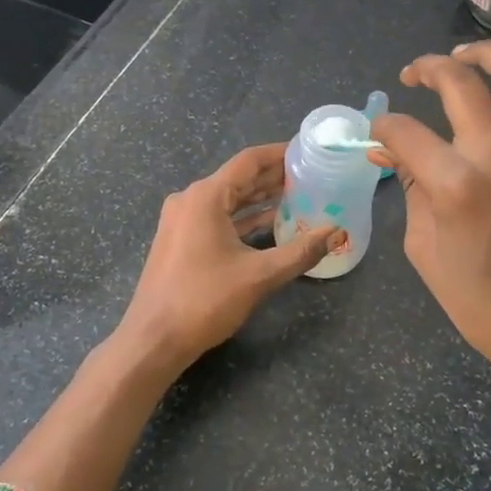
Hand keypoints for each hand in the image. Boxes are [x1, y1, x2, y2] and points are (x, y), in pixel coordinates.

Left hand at [115, 143, 341, 374]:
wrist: (153, 339)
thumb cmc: (204, 300)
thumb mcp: (259, 275)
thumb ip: (300, 251)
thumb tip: (337, 232)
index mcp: (205, 197)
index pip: (248, 161)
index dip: (279, 154)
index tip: (307, 151)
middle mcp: (190, 200)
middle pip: (238, 178)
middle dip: (274, 177)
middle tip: (311, 175)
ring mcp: (182, 221)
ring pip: (228, 200)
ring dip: (260, 198)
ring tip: (298, 196)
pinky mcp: (181, 241)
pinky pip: (218, 219)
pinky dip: (244, 219)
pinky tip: (271, 224)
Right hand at [370, 40, 490, 408]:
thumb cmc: (480, 301)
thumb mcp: (424, 249)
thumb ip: (410, 189)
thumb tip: (390, 153)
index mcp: (454, 184)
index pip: (404, 131)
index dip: (383, 128)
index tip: (380, 135)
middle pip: (458, 84)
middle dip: (426, 70)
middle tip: (414, 76)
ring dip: (487, 54)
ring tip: (465, 54)